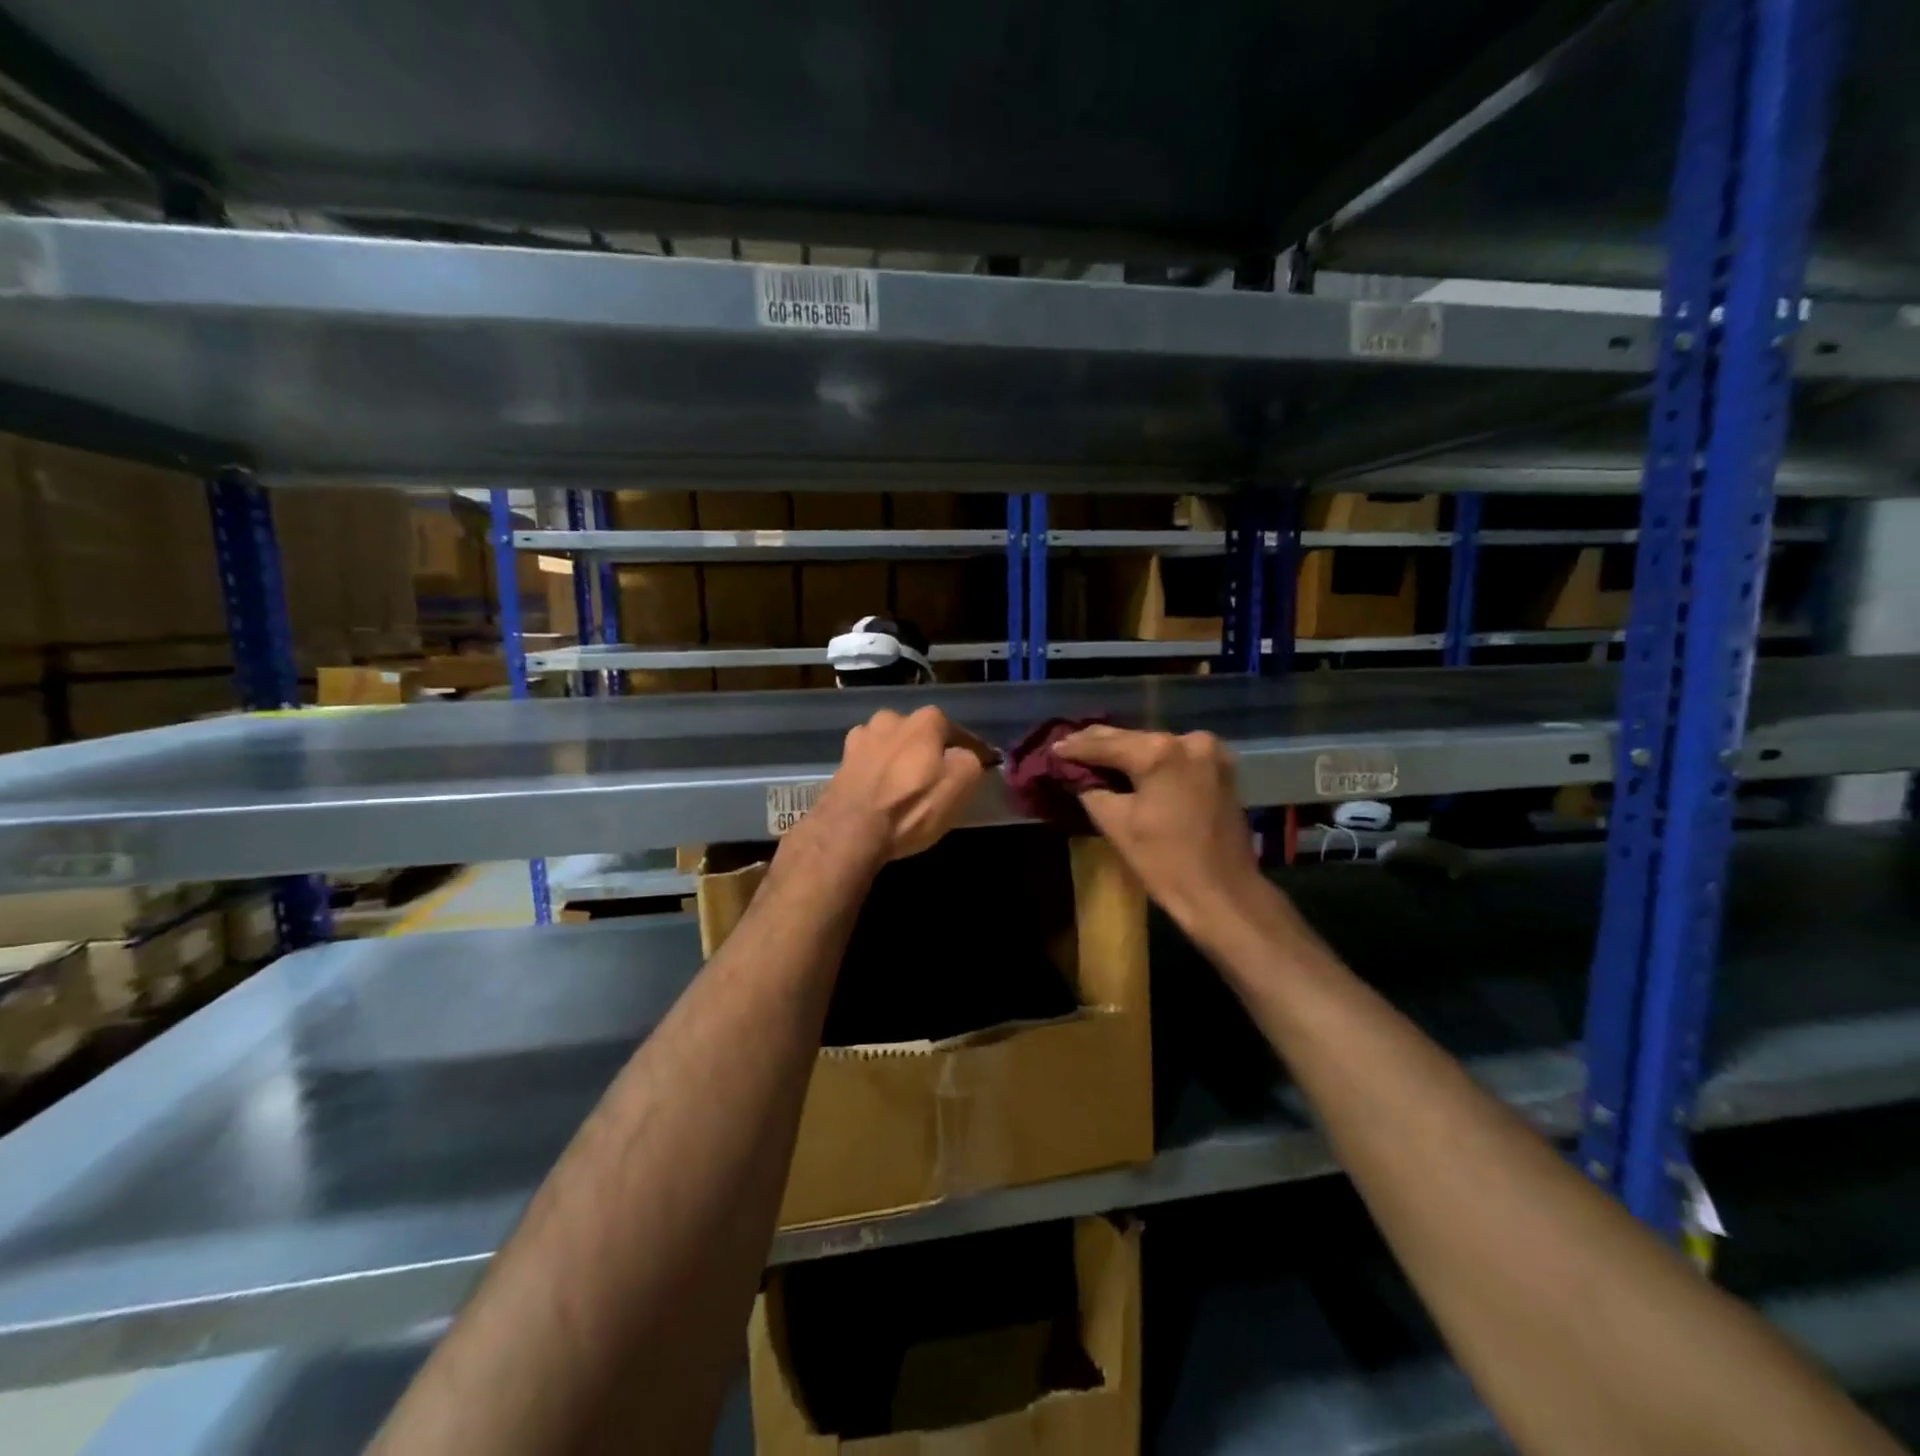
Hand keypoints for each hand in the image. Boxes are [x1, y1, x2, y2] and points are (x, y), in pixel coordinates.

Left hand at [805, 707, 995, 864]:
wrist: (850, 831)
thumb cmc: (912, 806)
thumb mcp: (960, 784)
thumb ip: (970, 760)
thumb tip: (965, 755)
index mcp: (926, 719)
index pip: (958, 733)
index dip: (970, 752)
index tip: (978, 769)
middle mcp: (892, 718)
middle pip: (921, 735)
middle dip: (930, 752)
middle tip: (937, 779)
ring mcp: (862, 737)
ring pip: (892, 745)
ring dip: (900, 759)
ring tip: (905, 786)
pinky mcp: (842, 760)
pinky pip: (870, 762)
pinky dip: (878, 772)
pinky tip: (880, 791)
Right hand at [1054, 725, 1261, 930]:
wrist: (1224, 895)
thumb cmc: (1166, 862)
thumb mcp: (1116, 824)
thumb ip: (1090, 789)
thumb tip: (1074, 774)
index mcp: (1160, 752)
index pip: (1106, 744)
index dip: (1076, 747)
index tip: (1052, 747)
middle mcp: (1188, 740)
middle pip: (1132, 738)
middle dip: (1100, 744)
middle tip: (1067, 746)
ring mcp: (1210, 752)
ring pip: (1154, 746)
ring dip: (1126, 751)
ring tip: (1091, 754)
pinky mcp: (1220, 768)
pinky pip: (1175, 757)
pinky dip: (1152, 761)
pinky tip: (1129, 764)